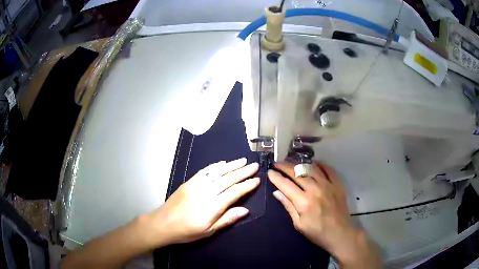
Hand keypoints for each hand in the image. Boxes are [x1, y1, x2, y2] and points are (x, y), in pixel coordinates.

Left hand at [147, 158, 258, 245]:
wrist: (162, 224)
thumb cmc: (186, 231)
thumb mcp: (208, 231)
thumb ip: (227, 219)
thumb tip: (245, 210)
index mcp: (212, 207)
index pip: (234, 192)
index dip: (247, 185)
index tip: (257, 179)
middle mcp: (206, 192)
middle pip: (228, 179)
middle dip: (243, 171)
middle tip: (255, 165)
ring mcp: (196, 185)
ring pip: (217, 172)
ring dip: (231, 165)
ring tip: (243, 160)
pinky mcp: (189, 182)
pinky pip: (204, 171)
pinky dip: (215, 166)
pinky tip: (223, 163)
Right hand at [268, 162, 380, 267]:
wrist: (340, 233)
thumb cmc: (317, 232)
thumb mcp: (299, 224)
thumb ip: (288, 206)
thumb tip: (277, 192)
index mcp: (303, 202)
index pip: (286, 185)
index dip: (276, 177)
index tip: (270, 171)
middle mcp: (315, 190)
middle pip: (297, 173)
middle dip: (285, 167)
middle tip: (277, 163)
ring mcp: (328, 185)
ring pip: (311, 168)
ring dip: (300, 164)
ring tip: (292, 162)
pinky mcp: (337, 185)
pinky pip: (328, 170)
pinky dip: (320, 165)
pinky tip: (314, 163)